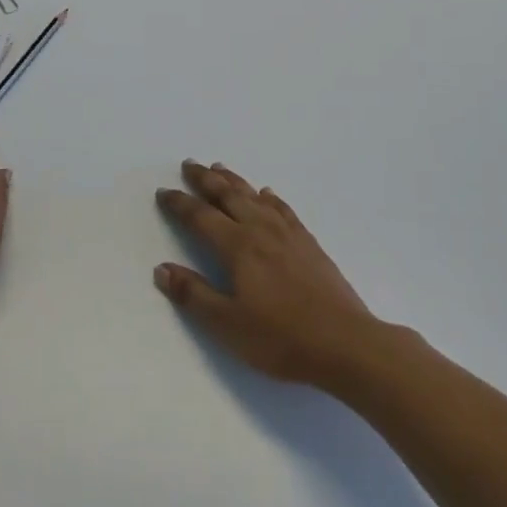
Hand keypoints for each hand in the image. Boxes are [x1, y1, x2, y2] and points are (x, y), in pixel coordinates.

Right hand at [154, 161, 378, 386]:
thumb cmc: (281, 338)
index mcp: (238, 246)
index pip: (201, 217)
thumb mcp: (227, 325)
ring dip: (234, 180)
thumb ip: (194, 295)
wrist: (345, 342)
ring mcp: (288, 233)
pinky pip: (283, 208)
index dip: (180, 204)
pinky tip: (267, 194)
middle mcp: (261, 229)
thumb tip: (162, 269)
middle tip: (189, 164)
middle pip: (228, 195)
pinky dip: (269, 197)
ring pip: (255, 195)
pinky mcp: (309, 242)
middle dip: (205, 179)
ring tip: (219, 168)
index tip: (163, 192)